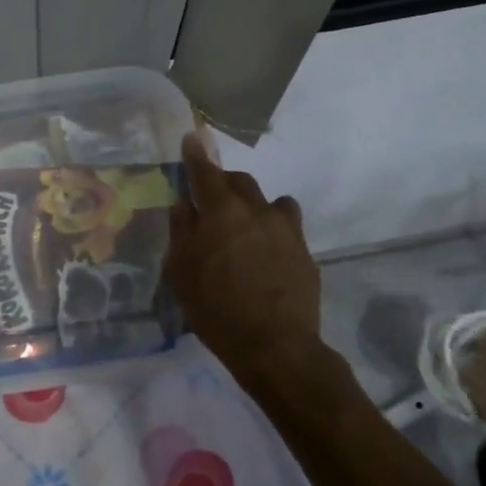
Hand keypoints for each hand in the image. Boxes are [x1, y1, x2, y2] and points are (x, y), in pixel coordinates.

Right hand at [164, 133, 321, 384]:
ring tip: (243, 229)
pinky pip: (286, 226)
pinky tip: (264, 254)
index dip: (196, 154)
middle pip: (238, 181)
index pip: (205, 171)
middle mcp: (256, 210)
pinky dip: (272, 229)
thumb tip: (185, 204)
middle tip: (209, 203)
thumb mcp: (181, 272)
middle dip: (222, 183)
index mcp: (221, 212)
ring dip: (252, 206)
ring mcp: (285, 229)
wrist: (276, 347)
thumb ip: (181, 231)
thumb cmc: (216, 310)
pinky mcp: (304, 250)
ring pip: (269, 201)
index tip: (192, 138)